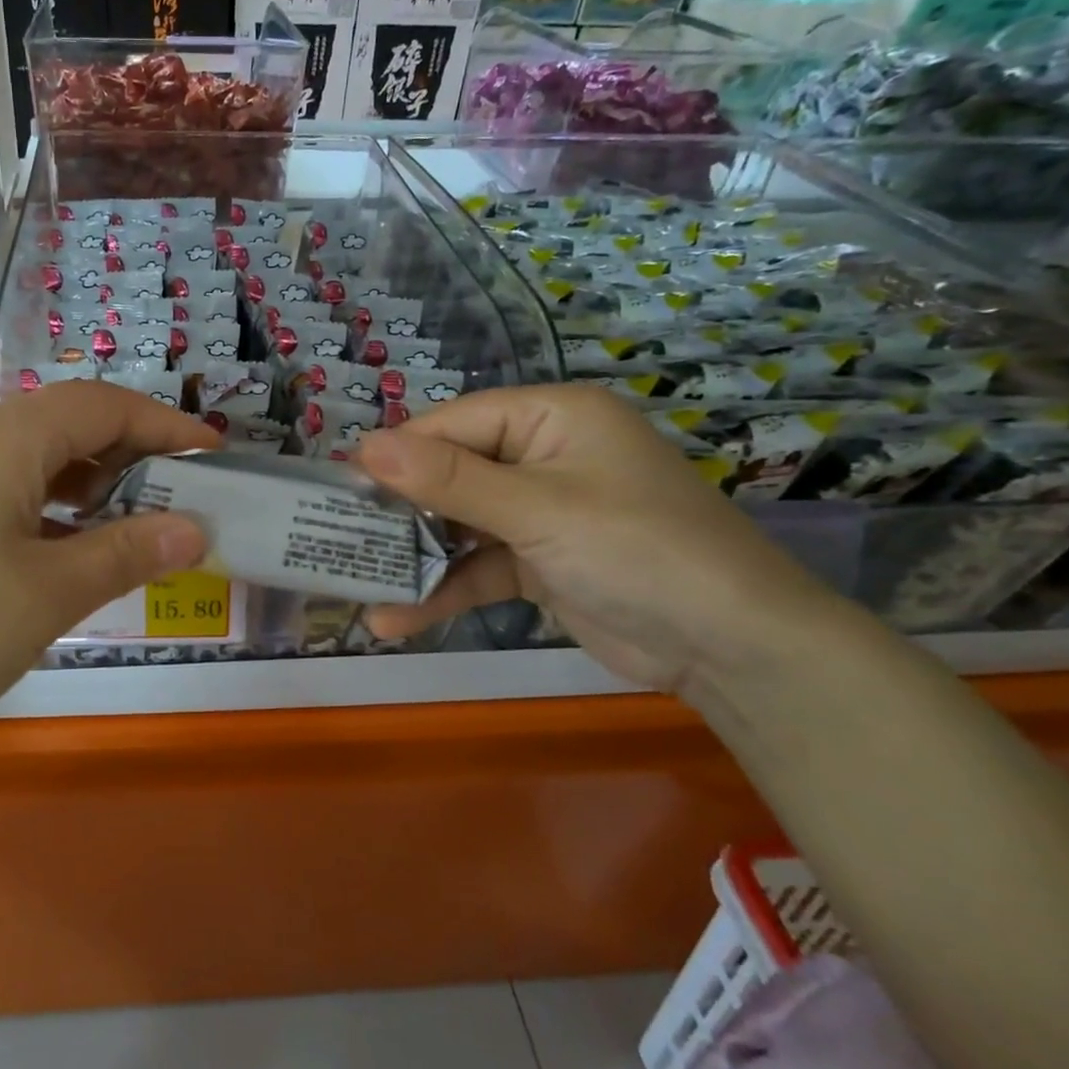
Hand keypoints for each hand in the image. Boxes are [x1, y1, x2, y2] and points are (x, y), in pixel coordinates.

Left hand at [0, 382, 213, 763]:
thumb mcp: (46, 593)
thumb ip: (126, 552)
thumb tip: (196, 529)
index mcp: (5, 439)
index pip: (105, 405)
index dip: (167, 424)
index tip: (217, 455)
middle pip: (73, 426)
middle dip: (138, 455)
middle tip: (189, 497)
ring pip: (42, 464)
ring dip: (98, 487)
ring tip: (145, 527)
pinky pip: (11, 496)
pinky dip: (58, 514)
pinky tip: (77, 553)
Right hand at [357, 384, 835, 696]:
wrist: (732, 649)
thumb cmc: (636, 550)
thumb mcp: (538, 509)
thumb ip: (449, 480)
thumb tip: (364, 445)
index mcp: (550, 418)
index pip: (453, 425)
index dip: (397, 454)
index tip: (339, 486)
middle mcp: (541, 456)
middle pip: (450, 474)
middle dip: (399, 512)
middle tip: (337, 537)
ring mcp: (540, 512)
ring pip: (458, 526)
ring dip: (413, 558)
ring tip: (353, 585)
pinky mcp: (539, 562)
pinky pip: (478, 566)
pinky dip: (443, 589)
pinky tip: (396, 618)